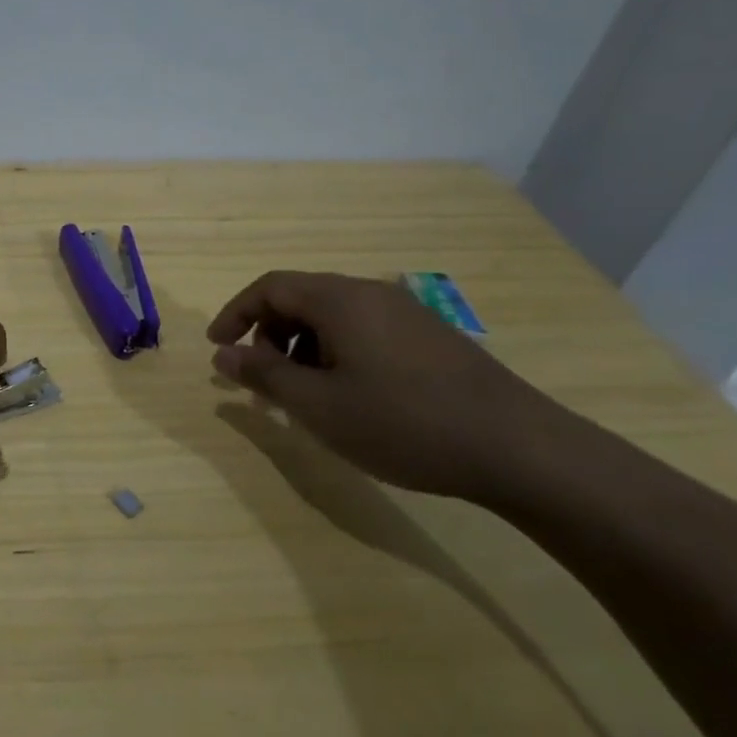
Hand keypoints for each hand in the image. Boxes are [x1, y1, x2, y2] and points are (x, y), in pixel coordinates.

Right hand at [206, 271, 580, 502]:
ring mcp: (406, 314)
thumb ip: (264, 374)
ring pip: (333, 318)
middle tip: (262, 382)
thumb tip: (223, 353)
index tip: (216, 348)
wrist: (520, 449)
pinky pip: (363, 332)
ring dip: (302, 349)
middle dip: (269, 336)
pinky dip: (336, 355)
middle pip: (300, 299)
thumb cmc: (404, 423)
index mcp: (340, 299)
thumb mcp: (319, 405)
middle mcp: (371, 294)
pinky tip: (349, 398)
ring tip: (303, 397)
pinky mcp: (430, 338)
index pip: (269, 287)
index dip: (234, 313)